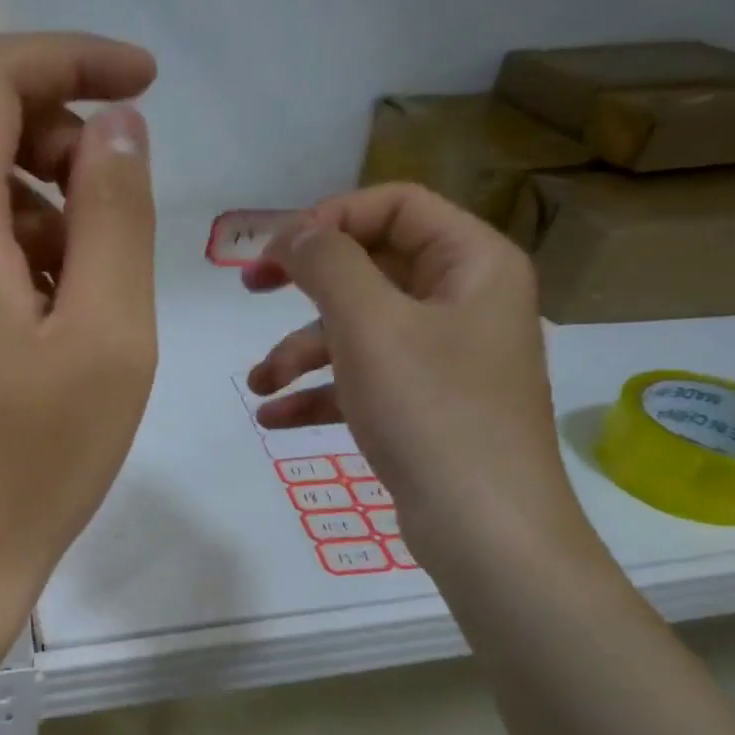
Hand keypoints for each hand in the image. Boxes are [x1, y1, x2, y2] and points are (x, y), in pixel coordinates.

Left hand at [0, 33, 159, 660]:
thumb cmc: (32, 462)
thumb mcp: (107, 335)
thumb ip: (114, 211)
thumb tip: (112, 125)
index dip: (73, 58)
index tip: (144, 83)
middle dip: (57, 131)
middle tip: (118, 199)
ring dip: (34, 193)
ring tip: (87, 276)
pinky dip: (2, 236)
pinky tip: (42, 307)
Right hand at [243, 183, 585, 571]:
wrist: (484, 528)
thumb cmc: (431, 410)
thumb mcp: (369, 326)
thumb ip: (326, 264)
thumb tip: (292, 231)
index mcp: (471, 263)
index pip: (396, 206)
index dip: (329, 219)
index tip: (274, 252)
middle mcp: (463, 301)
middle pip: (372, 266)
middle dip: (306, 285)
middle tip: (249, 288)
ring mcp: (444, 357)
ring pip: (360, 329)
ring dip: (301, 351)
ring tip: (260, 385)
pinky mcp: (424, 405)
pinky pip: (363, 380)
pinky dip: (319, 393)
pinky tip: (275, 418)